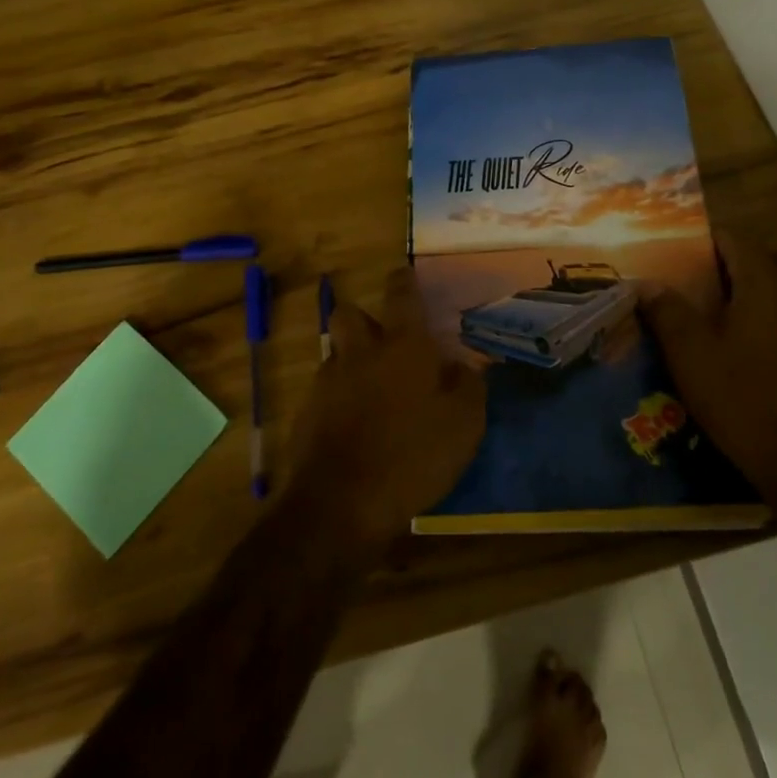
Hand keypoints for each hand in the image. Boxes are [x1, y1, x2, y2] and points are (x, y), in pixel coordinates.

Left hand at [290, 267, 486, 551]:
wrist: (342, 502)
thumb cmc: (413, 456)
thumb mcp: (464, 425)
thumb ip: (469, 387)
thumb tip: (464, 366)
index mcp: (402, 346)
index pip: (401, 295)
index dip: (404, 281)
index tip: (406, 274)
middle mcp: (360, 352)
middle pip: (350, 313)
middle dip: (364, 318)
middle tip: (384, 340)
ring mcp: (328, 381)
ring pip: (337, 352)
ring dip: (352, 360)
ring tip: (373, 389)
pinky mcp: (307, 412)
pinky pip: (325, 390)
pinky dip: (339, 397)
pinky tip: (355, 424)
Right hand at [643, 231, 776, 496]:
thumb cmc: (741, 401)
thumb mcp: (691, 356)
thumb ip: (667, 312)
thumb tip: (645, 282)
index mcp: (765, 286)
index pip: (738, 241)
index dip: (711, 239)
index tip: (686, 248)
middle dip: (750, 258)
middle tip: (718, 277)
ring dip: (771, 286)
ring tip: (737, 308)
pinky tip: (762, 344)